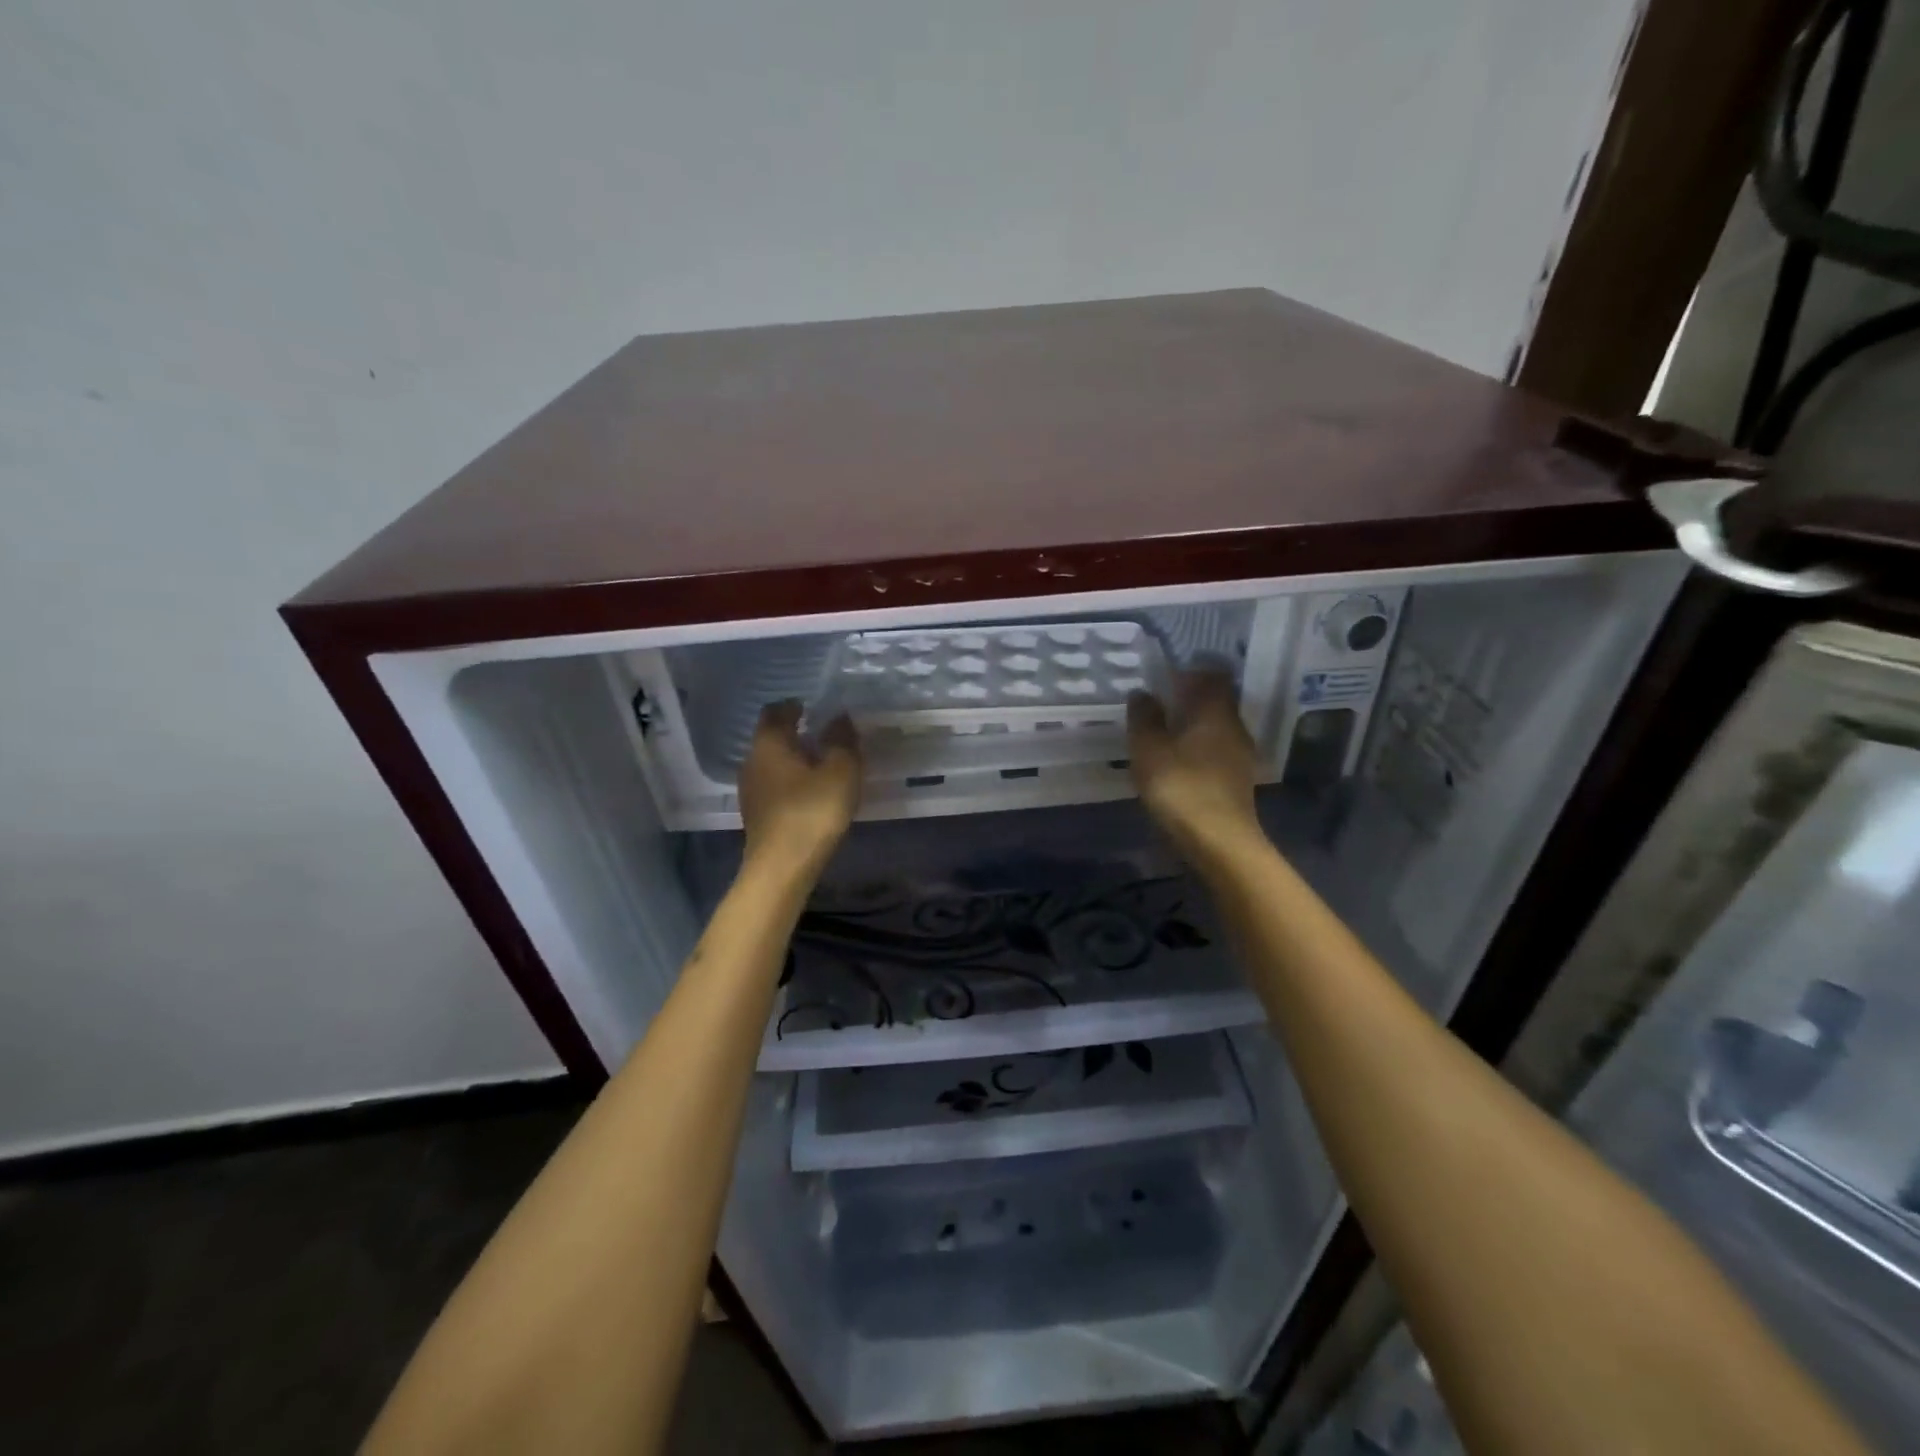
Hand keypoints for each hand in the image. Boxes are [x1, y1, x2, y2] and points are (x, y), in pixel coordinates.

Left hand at [739, 701, 861, 873]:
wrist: (781, 868)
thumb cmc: (812, 811)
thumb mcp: (840, 771)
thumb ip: (842, 740)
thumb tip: (839, 716)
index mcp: (769, 743)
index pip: (775, 711)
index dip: (793, 705)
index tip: (813, 707)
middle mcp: (752, 761)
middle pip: (771, 737)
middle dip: (794, 732)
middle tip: (823, 733)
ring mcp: (751, 790)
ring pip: (772, 762)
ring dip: (793, 758)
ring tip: (821, 762)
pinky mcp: (756, 814)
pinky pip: (774, 785)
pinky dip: (791, 780)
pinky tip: (810, 791)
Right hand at [1127, 672, 1261, 859]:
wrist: (1220, 842)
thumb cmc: (1182, 788)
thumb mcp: (1149, 750)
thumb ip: (1145, 718)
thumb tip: (1142, 693)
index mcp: (1216, 711)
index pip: (1214, 675)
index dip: (1192, 670)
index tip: (1167, 673)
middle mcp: (1234, 727)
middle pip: (1216, 701)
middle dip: (1190, 698)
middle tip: (1159, 700)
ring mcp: (1239, 755)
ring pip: (1216, 727)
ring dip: (1193, 725)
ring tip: (1163, 730)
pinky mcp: (1236, 780)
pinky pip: (1215, 750)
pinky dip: (1197, 748)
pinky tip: (1176, 759)